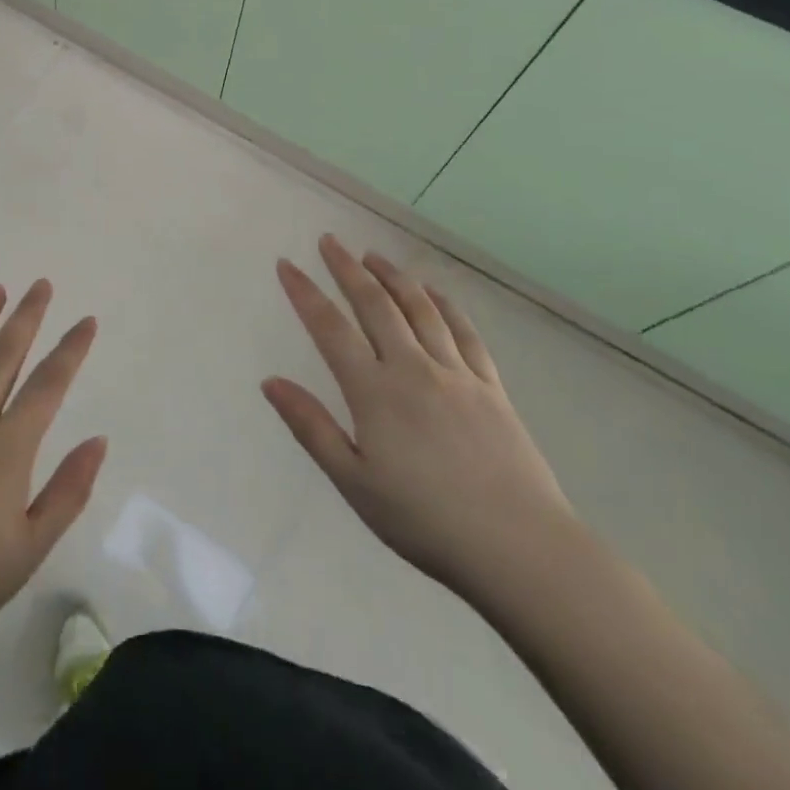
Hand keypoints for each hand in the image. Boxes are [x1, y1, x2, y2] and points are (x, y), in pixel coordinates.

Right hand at [263, 235, 575, 602]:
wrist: (519, 548)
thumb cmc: (425, 521)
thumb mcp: (354, 483)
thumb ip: (311, 427)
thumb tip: (270, 381)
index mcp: (374, 392)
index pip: (330, 328)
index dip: (305, 293)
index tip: (287, 264)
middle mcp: (412, 368)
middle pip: (374, 304)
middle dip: (347, 268)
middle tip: (330, 241)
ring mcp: (456, 373)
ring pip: (419, 308)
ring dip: (393, 276)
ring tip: (373, 255)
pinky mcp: (491, 385)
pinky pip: (464, 331)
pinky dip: (444, 304)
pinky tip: (432, 292)